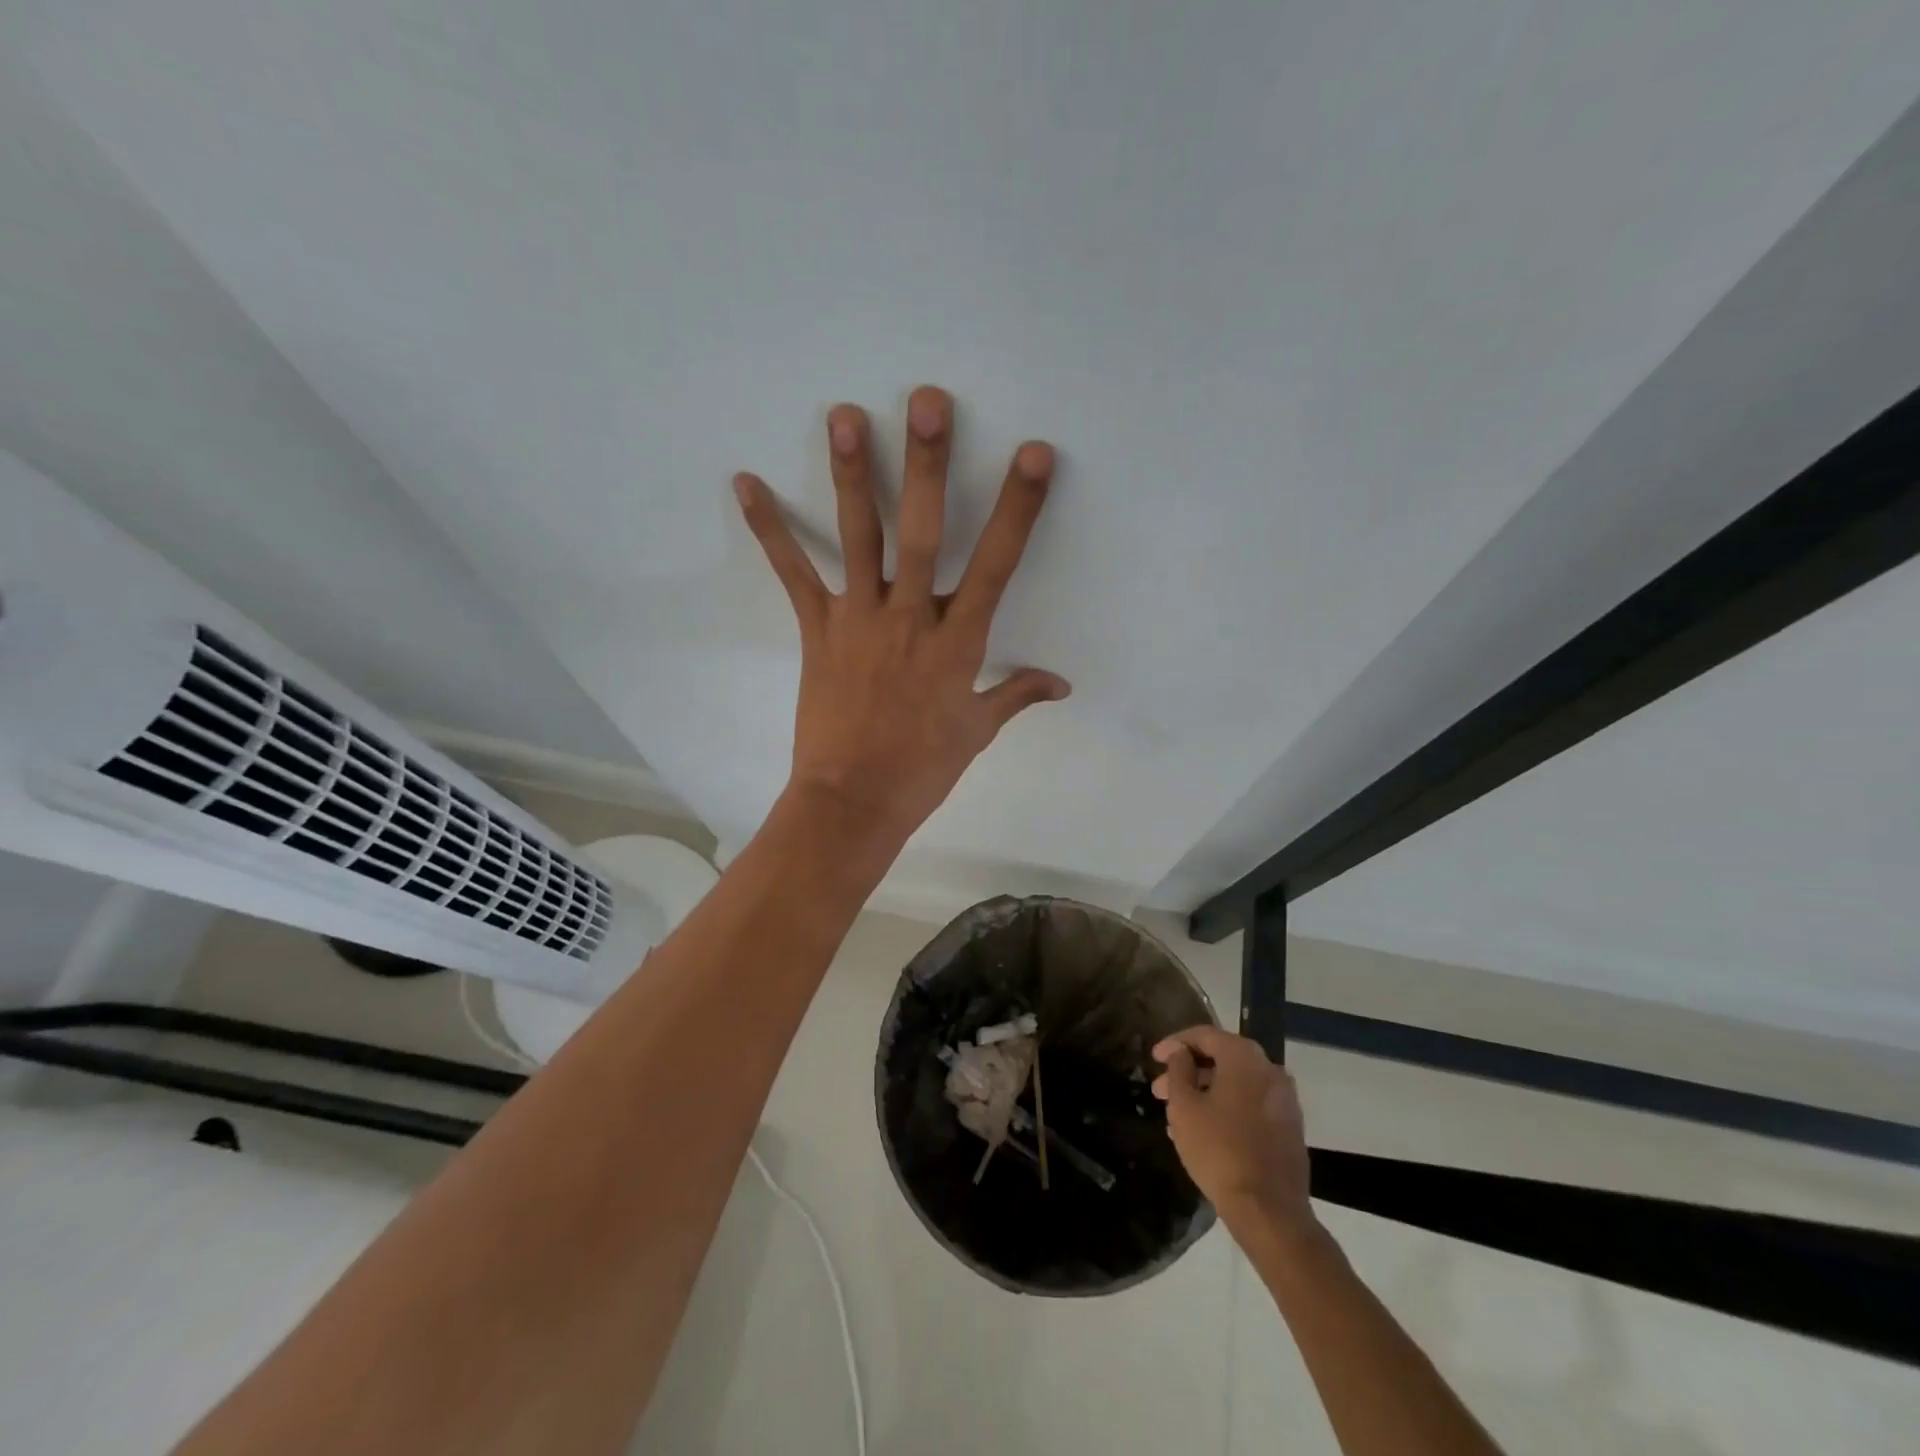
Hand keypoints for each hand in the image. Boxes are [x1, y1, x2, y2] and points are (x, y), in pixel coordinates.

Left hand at [735, 386, 1068, 845]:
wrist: (854, 802)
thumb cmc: (922, 769)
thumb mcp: (977, 731)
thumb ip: (1016, 694)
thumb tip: (1060, 683)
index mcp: (958, 644)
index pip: (997, 566)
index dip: (1017, 509)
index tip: (1032, 455)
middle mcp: (911, 619)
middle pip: (923, 534)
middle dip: (928, 467)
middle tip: (927, 402)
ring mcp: (860, 621)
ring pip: (859, 539)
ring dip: (853, 476)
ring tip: (845, 415)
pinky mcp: (819, 630)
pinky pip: (794, 574)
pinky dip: (771, 530)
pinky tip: (747, 483)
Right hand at [1153, 1026, 1315, 1231]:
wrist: (1269, 1211)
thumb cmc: (1219, 1150)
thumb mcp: (1184, 1107)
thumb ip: (1178, 1070)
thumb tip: (1181, 1053)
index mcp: (1244, 1057)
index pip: (1205, 1035)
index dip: (1175, 1043)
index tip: (1154, 1058)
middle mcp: (1270, 1070)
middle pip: (1222, 1058)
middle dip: (1188, 1071)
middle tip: (1160, 1090)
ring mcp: (1285, 1100)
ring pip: (1237, 1084)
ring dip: (1206, 1092)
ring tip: (1177, 1115)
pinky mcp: (1290, 1127)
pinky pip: (1251, 1104)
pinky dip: (1226, 1107)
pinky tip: (1204, 1130)